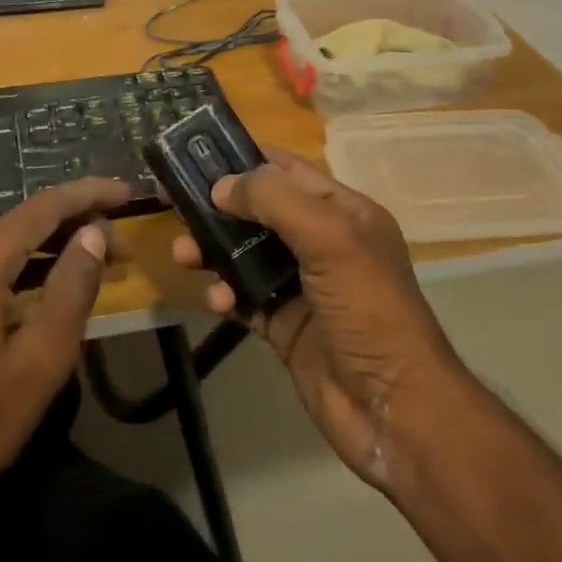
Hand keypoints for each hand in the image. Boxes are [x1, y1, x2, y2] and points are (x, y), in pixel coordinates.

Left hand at [0, 177, 129, 529]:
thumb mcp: (43, 357)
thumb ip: (72, 287)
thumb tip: (96, 233)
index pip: (43, 208)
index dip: (89, 195)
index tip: (130, 193)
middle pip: (29, 218)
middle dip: (80, 220)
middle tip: (126, 243)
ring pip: (16, 237)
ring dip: (61, 241)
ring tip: (109, 256)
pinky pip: (1, 260)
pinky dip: (38, 260)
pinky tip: (67, 274)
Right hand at [172, 150, 459, 490]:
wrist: (392, 408)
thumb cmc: (368, 309)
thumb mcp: (331, 238)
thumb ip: (275, 201)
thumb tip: (222, 186)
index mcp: (343, 212)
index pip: (286, 170)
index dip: (243, 158)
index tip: (194, 153)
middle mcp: (322, 242)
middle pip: (258, 210)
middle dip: (217, 205)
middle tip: (169, 201)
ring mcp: (301, 285)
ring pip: (244, 253)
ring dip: (212, 249)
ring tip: (183, 254)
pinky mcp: (283, 324)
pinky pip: (243, 297)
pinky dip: (224, 293)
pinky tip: (215, 300)